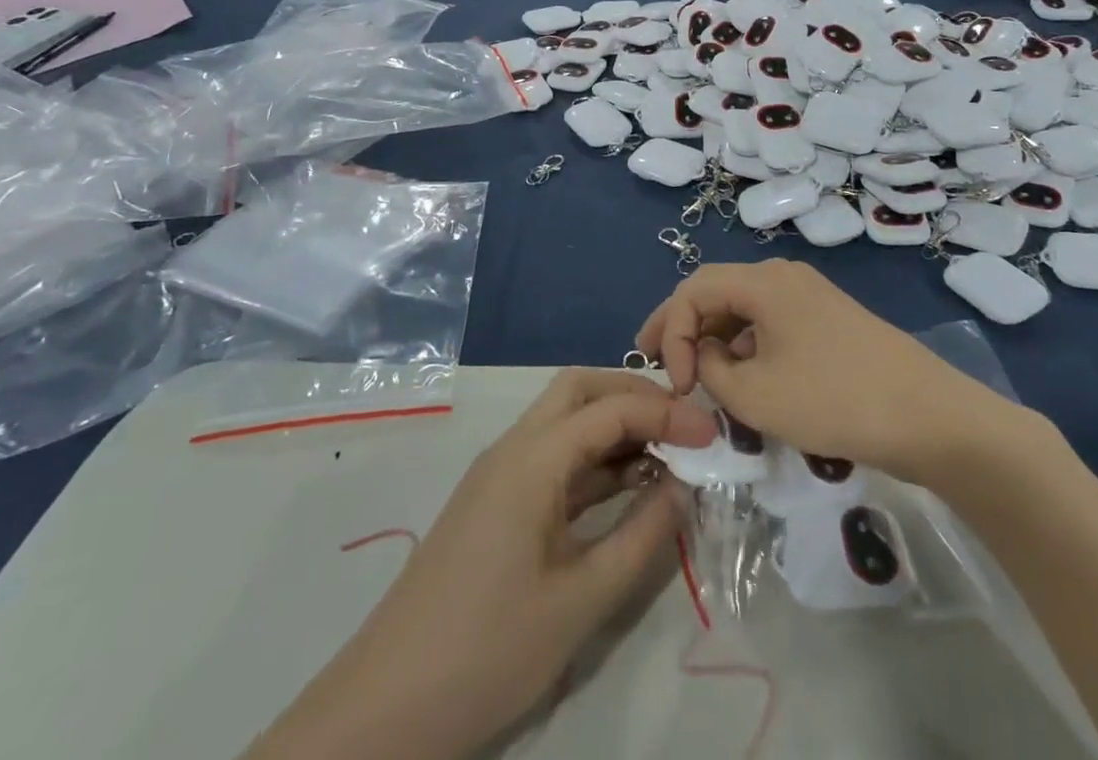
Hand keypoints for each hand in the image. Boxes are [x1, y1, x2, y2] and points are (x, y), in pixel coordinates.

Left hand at [243, 370, 713, 759]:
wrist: (384, 708)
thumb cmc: (487, 650)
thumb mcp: (581, 600)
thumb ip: (641, 536)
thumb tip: (683, 486)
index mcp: (532, 458)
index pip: (611, 409)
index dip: (667, 415)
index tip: (713, 434)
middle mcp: (513, 448)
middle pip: (579, 390)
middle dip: (634, 395)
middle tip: (682, 424)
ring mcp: (499, 474)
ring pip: (564, 420)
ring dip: (613, 424)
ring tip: (665, 452)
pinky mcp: (494, 503)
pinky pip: (552, 457)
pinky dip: (593, 458)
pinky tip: (624, 486)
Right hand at [635, 259, 1007, 482]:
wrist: (927, 416)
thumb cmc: (833, 400)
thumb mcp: (755, 395)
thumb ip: (710, 371)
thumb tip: (704, 356)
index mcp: (764, 282)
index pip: (694, 289)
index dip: (671, 330)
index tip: (673, 382)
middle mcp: (784, 277)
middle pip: (718, 292)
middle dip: (684, 328)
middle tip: (658, 364)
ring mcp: (810, 298)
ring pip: (745, 310)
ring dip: (715, 341)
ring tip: (698, 380)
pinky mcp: (827, 322)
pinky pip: (771, 325)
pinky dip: (747, 349)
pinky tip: (744, 383)